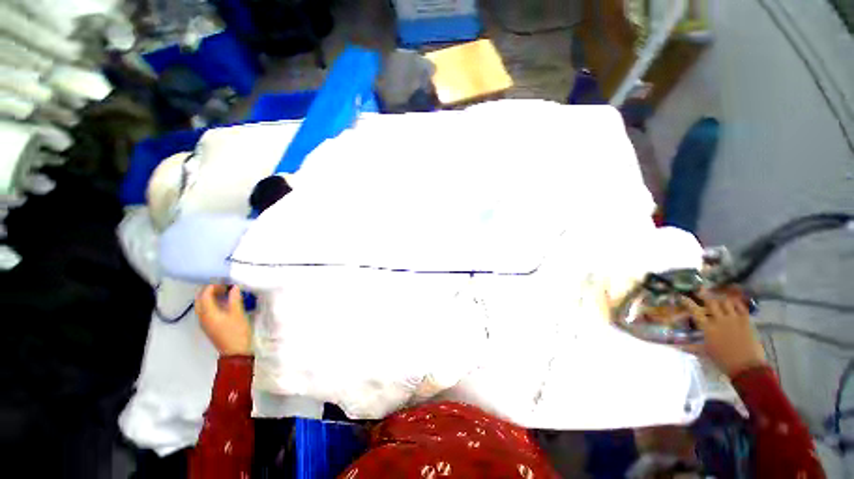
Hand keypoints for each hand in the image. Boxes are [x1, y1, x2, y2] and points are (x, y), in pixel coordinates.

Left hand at [195, 284, 251, 355]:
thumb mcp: (238, 314)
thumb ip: (235, 299)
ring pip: (202, 305)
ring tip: (226, 292)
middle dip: (210, 290)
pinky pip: (206, 310)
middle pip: (200, 299)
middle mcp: (202, 316)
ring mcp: (205, 322)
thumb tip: (234, 287)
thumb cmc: (237, 332)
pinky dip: (213, 303)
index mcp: (208, 313)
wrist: (235, 351)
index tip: (226, 282)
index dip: (214, 285)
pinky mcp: (209, 326)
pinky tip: (224, 303)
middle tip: (225, 286)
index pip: (205, 294)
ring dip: (211, 297)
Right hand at [680, 288, 766, 376]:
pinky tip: (733, 302)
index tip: (682, 296)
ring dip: (721, 299)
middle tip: (702, 291)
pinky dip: (736, 303)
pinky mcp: (746, 321)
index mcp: (708, 328)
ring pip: (726, 302)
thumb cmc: (723, 361)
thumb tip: (677, 346)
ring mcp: (734, 320)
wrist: (747, 367)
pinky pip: (741, 307)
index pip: (695, 311)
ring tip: (719, 297)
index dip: (688, 302)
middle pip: (711, 302)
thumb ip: (692, 347)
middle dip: (705, 295)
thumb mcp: (706, 353)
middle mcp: (720, 320)